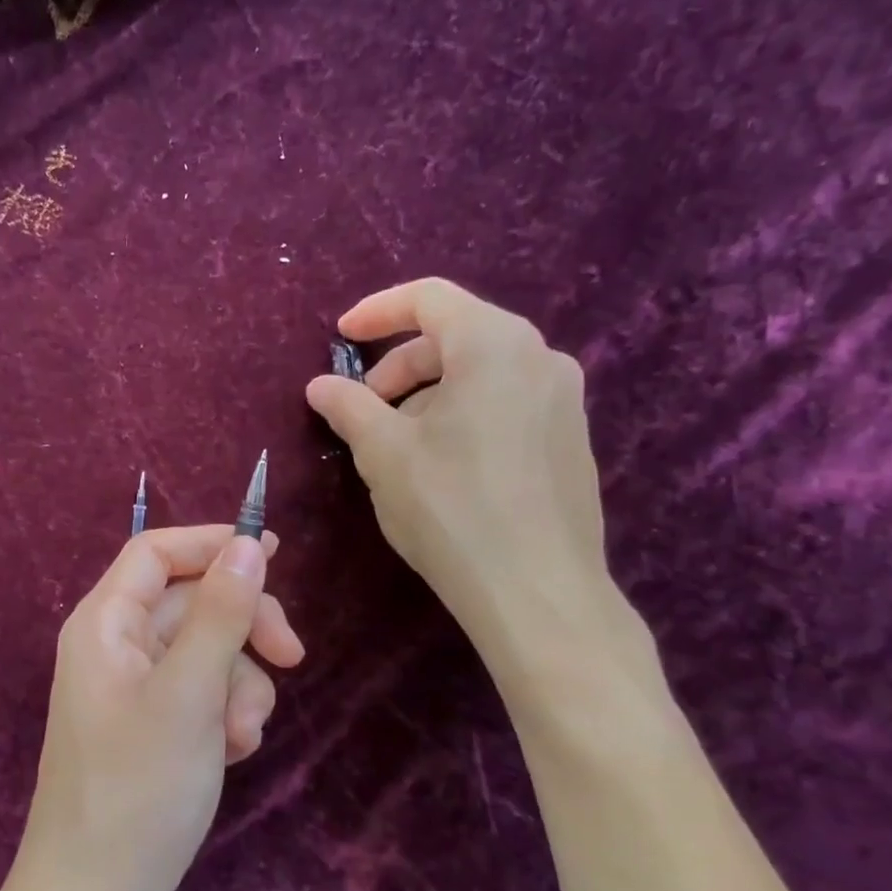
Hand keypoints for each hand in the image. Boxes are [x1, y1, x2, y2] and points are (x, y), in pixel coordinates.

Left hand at [14, 525, 303, 890]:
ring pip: (205, 653)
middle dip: (243, 627)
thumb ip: (220, 613)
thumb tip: (247, 545)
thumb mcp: (190, 693)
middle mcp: (114, 648)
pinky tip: (232, 754)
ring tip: (241, 735)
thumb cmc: (136, 790)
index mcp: (105, 624)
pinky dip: (225, 715)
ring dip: (238, 685)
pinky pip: (200, 696)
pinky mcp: (151, 730)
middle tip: (291, 656)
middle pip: (190, 602)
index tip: (275, 554)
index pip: (156, 551)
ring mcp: (133, 692)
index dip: (212, 544)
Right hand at [305, 278, 607, 646]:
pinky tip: (441, 467)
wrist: (537, 592)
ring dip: (428, 395)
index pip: (429, 298)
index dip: (376, 312)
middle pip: (455, 336)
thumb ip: (348, 406)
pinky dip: (463, 415)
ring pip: (480, 374)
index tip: (339, 336)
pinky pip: (506, 404)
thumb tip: (321, 385)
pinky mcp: (570, 441)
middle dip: (400, 365)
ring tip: (397, 445)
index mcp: (494, 344)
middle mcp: (540, 358)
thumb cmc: (451, 507)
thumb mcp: (383, 452)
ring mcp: (564, 401)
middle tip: (364, 407)